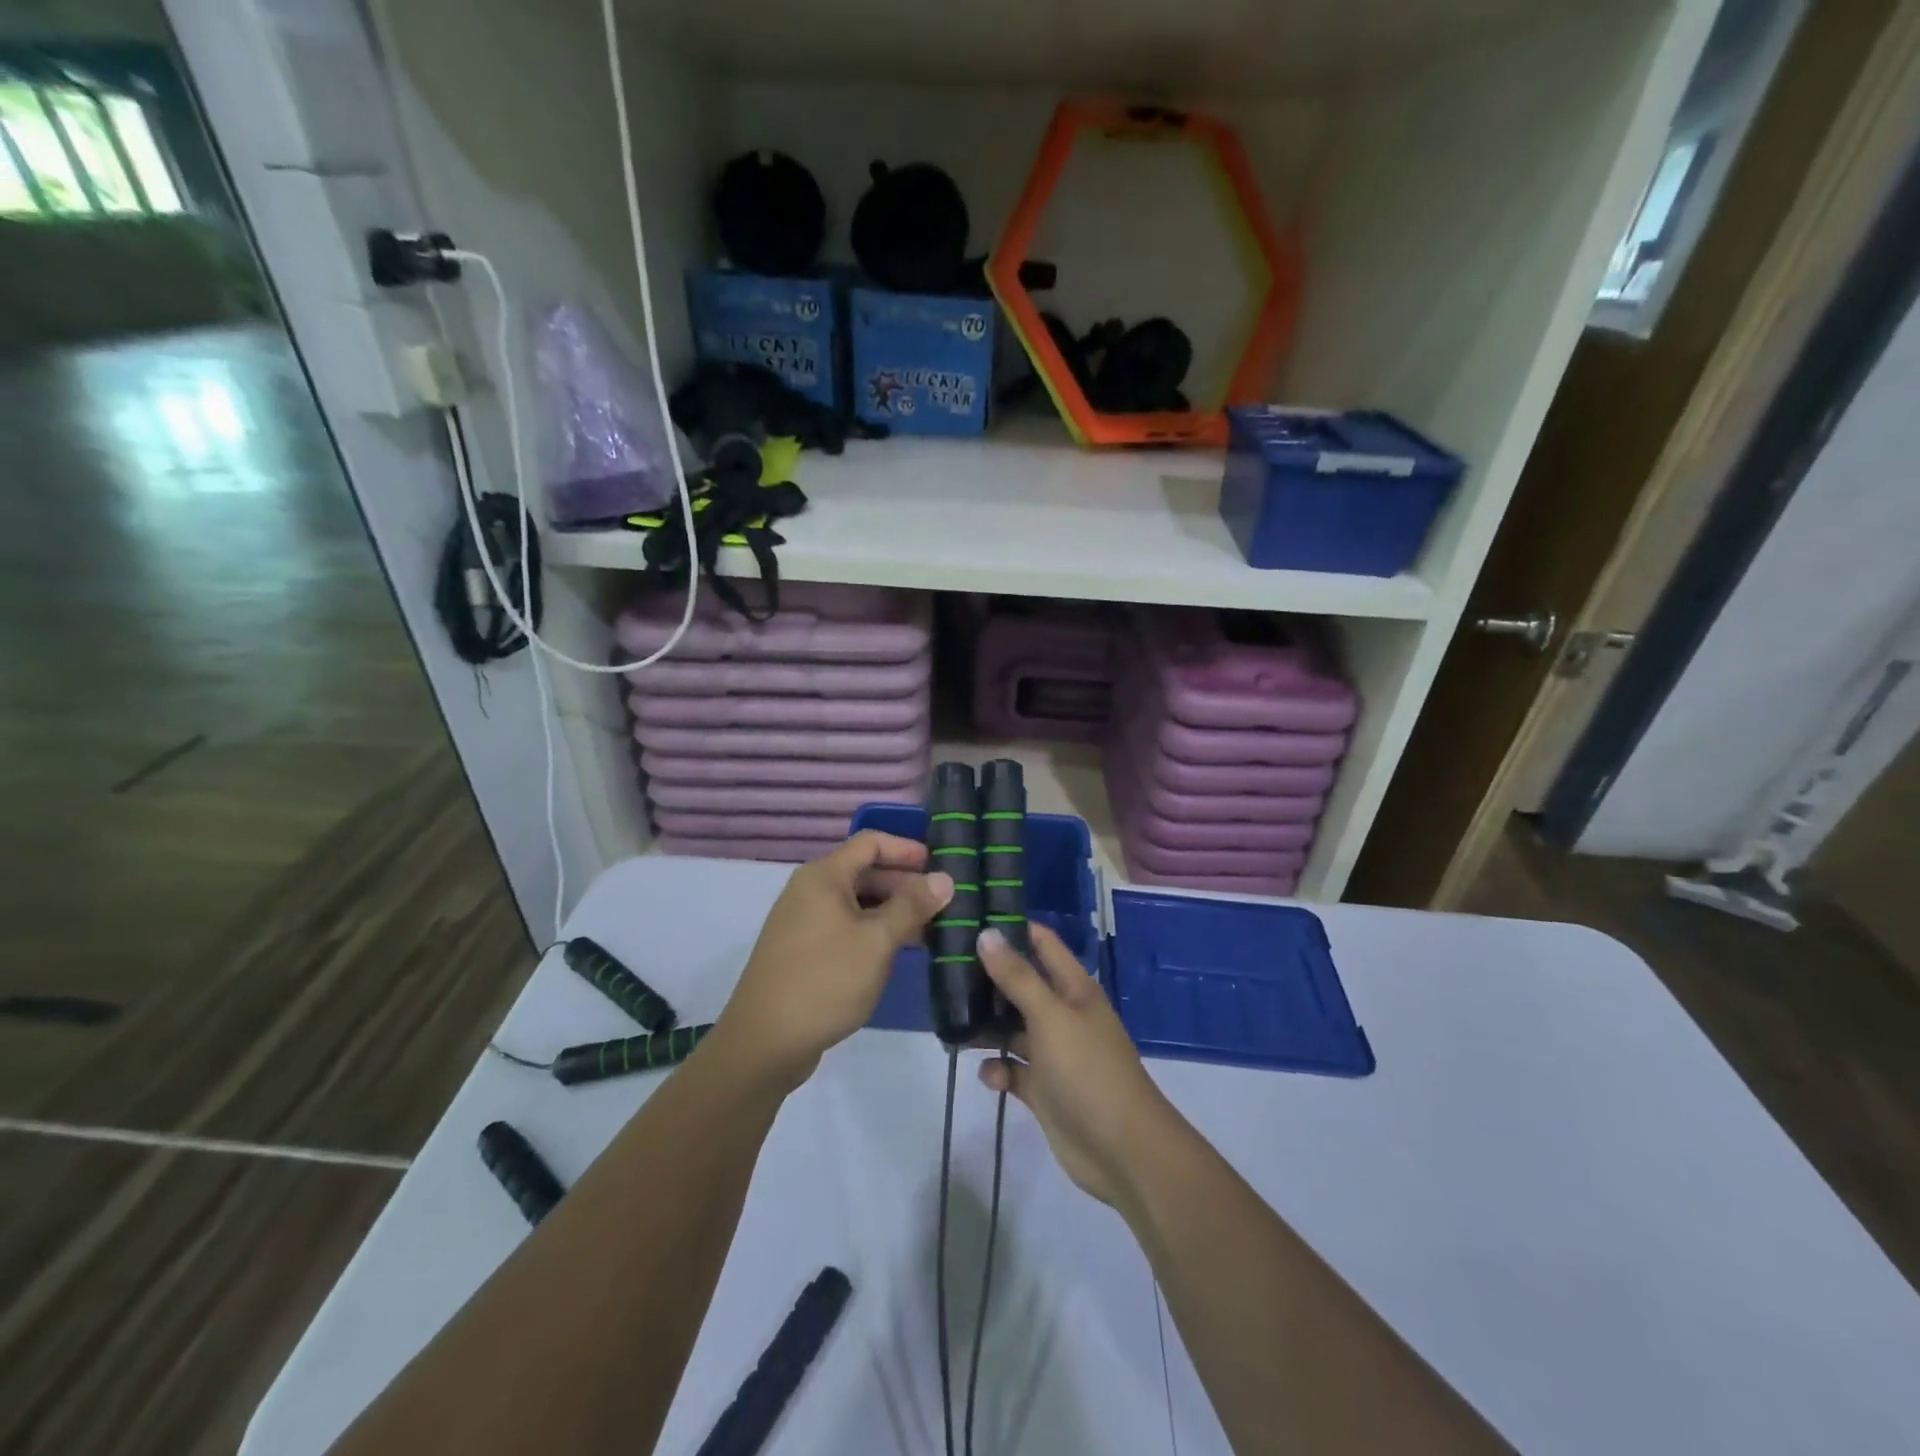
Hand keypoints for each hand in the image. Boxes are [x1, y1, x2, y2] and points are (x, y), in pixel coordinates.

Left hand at [715, 831, 952, 1091]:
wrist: (763, 1043)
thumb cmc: (825, 981)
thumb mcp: (876, 941)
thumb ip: (912, 906)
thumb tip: (945, 878)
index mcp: (823, 876)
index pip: (870, 842)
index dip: (906, 848)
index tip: (940, 865)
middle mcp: (810, 890)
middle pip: (864, 871)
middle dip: (905, 883)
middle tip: (944, 904)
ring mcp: (803, 922)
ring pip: (857, 903)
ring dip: (892, 910)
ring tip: (930, 929)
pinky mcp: (803, 951)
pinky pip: (845, 926)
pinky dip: (873, 931)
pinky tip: (898, 951)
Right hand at [976, 923, 1185, 1206]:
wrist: (1122, 1151)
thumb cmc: (1088, 1071)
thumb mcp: (1051, 1016)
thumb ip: (1018, 977)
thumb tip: (987, 933)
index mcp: (1074, 989)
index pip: (1042, 944)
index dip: (1012, 929)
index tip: (970, 921)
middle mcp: (1063, 1015)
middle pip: (1021, 985)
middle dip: (988, 979)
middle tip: (945, 971)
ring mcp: (1054, 1053)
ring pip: (1013, 1028)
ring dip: (987, 1026)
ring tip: (951, 1021)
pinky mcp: (1044, 1089)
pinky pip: (1013, 1070)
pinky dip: (998, 1069)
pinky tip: (987, 1074)